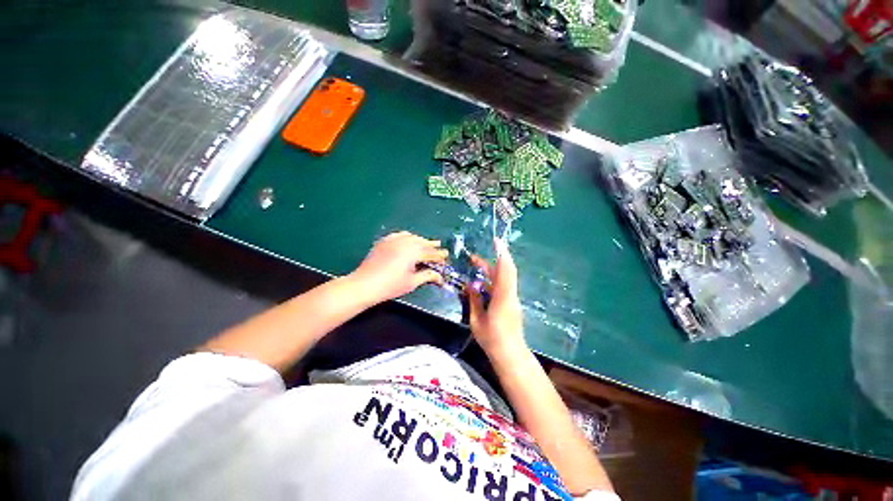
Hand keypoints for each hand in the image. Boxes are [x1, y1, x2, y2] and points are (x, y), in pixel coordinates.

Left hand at [350, 231, 447, 304]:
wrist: (364, 284)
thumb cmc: (390, 285)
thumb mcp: (412, 282)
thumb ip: (427, 276)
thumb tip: (439, 276)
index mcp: (413, 252)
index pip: (430, 253)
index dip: (439, 256)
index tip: (445, 258)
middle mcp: (405, 242)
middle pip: (422, 242)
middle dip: (431, 245)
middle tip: (439, 246)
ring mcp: (393, 240)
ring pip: (411, 237)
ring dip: (420, 239)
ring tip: (426, 242)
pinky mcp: (384, 241)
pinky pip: (399, 235)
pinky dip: (407, 236)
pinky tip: (408, 238)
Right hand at [467, 238, 526, 355]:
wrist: (510, 355)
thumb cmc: (492, 340)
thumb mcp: (477, 320)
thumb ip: (474, 300)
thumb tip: (471, 285)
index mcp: (503, 298)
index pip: (505, 271)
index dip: (502, 254)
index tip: (497, 241)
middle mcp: (510, 295)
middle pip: (505, 271)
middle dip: (492, 259)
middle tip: (474, 256)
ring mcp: (512, 298)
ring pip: (504, 277)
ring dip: (491, 268)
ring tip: (475, 266)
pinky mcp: (511, 302)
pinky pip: (503, 285)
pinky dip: (493, 278)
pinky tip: (481, 282)